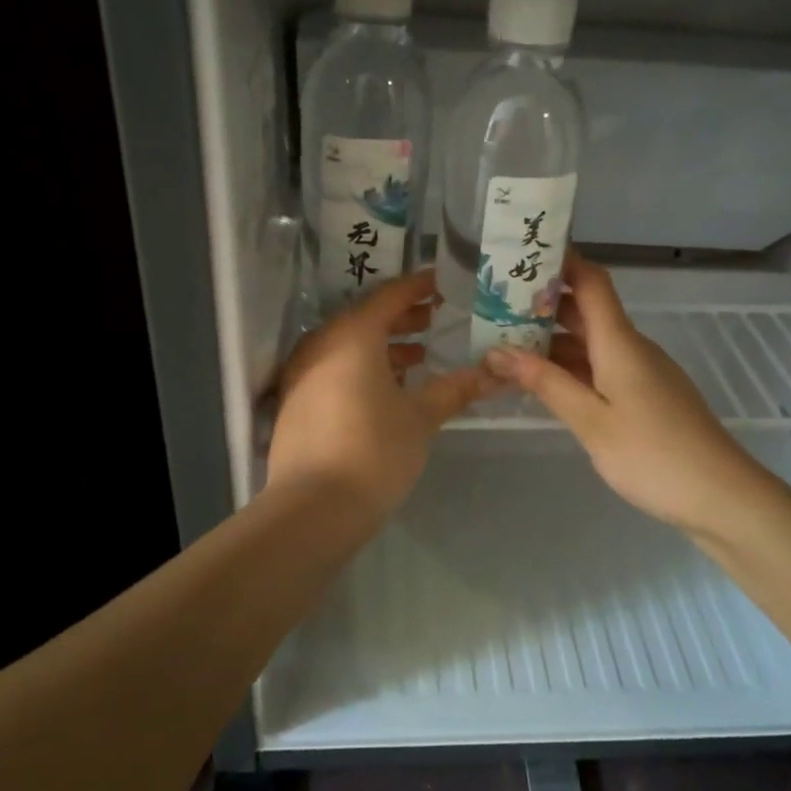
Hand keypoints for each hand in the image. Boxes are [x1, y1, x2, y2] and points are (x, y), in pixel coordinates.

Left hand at [268, 269, 495, 517]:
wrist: (313, 508)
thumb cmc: (374, 450)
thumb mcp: (421, 417)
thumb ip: (455, 389)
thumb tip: (494, 374)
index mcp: (353, 335)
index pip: (390, 295)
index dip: (418, 286)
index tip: (443, 282)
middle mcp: (322, 344)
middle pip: (366, 318)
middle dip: (403, 317)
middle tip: (436, 318)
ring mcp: (303, 373)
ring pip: (348, 345)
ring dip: (383, 346)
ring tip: (420, 356)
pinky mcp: (295, 401)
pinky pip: (334, 368)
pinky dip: (362, 368)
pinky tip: (388, 389)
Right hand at [484, 254, 765, 535]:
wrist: (721, 496)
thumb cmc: (652, 455)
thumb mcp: (590, 420)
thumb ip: (546, 383)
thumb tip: (498, 351)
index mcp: (620, 342)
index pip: (590, 282)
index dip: (560, 262)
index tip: (521, 257)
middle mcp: (632, 347)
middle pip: (586, 311)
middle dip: (542, 306)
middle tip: (494, 310)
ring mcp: (642, 372)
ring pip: (591, 343)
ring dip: (552, 342)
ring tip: (506, 347)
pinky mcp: (647, 396)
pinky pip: (602, 367)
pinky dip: (571, 368)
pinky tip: (544, 384)